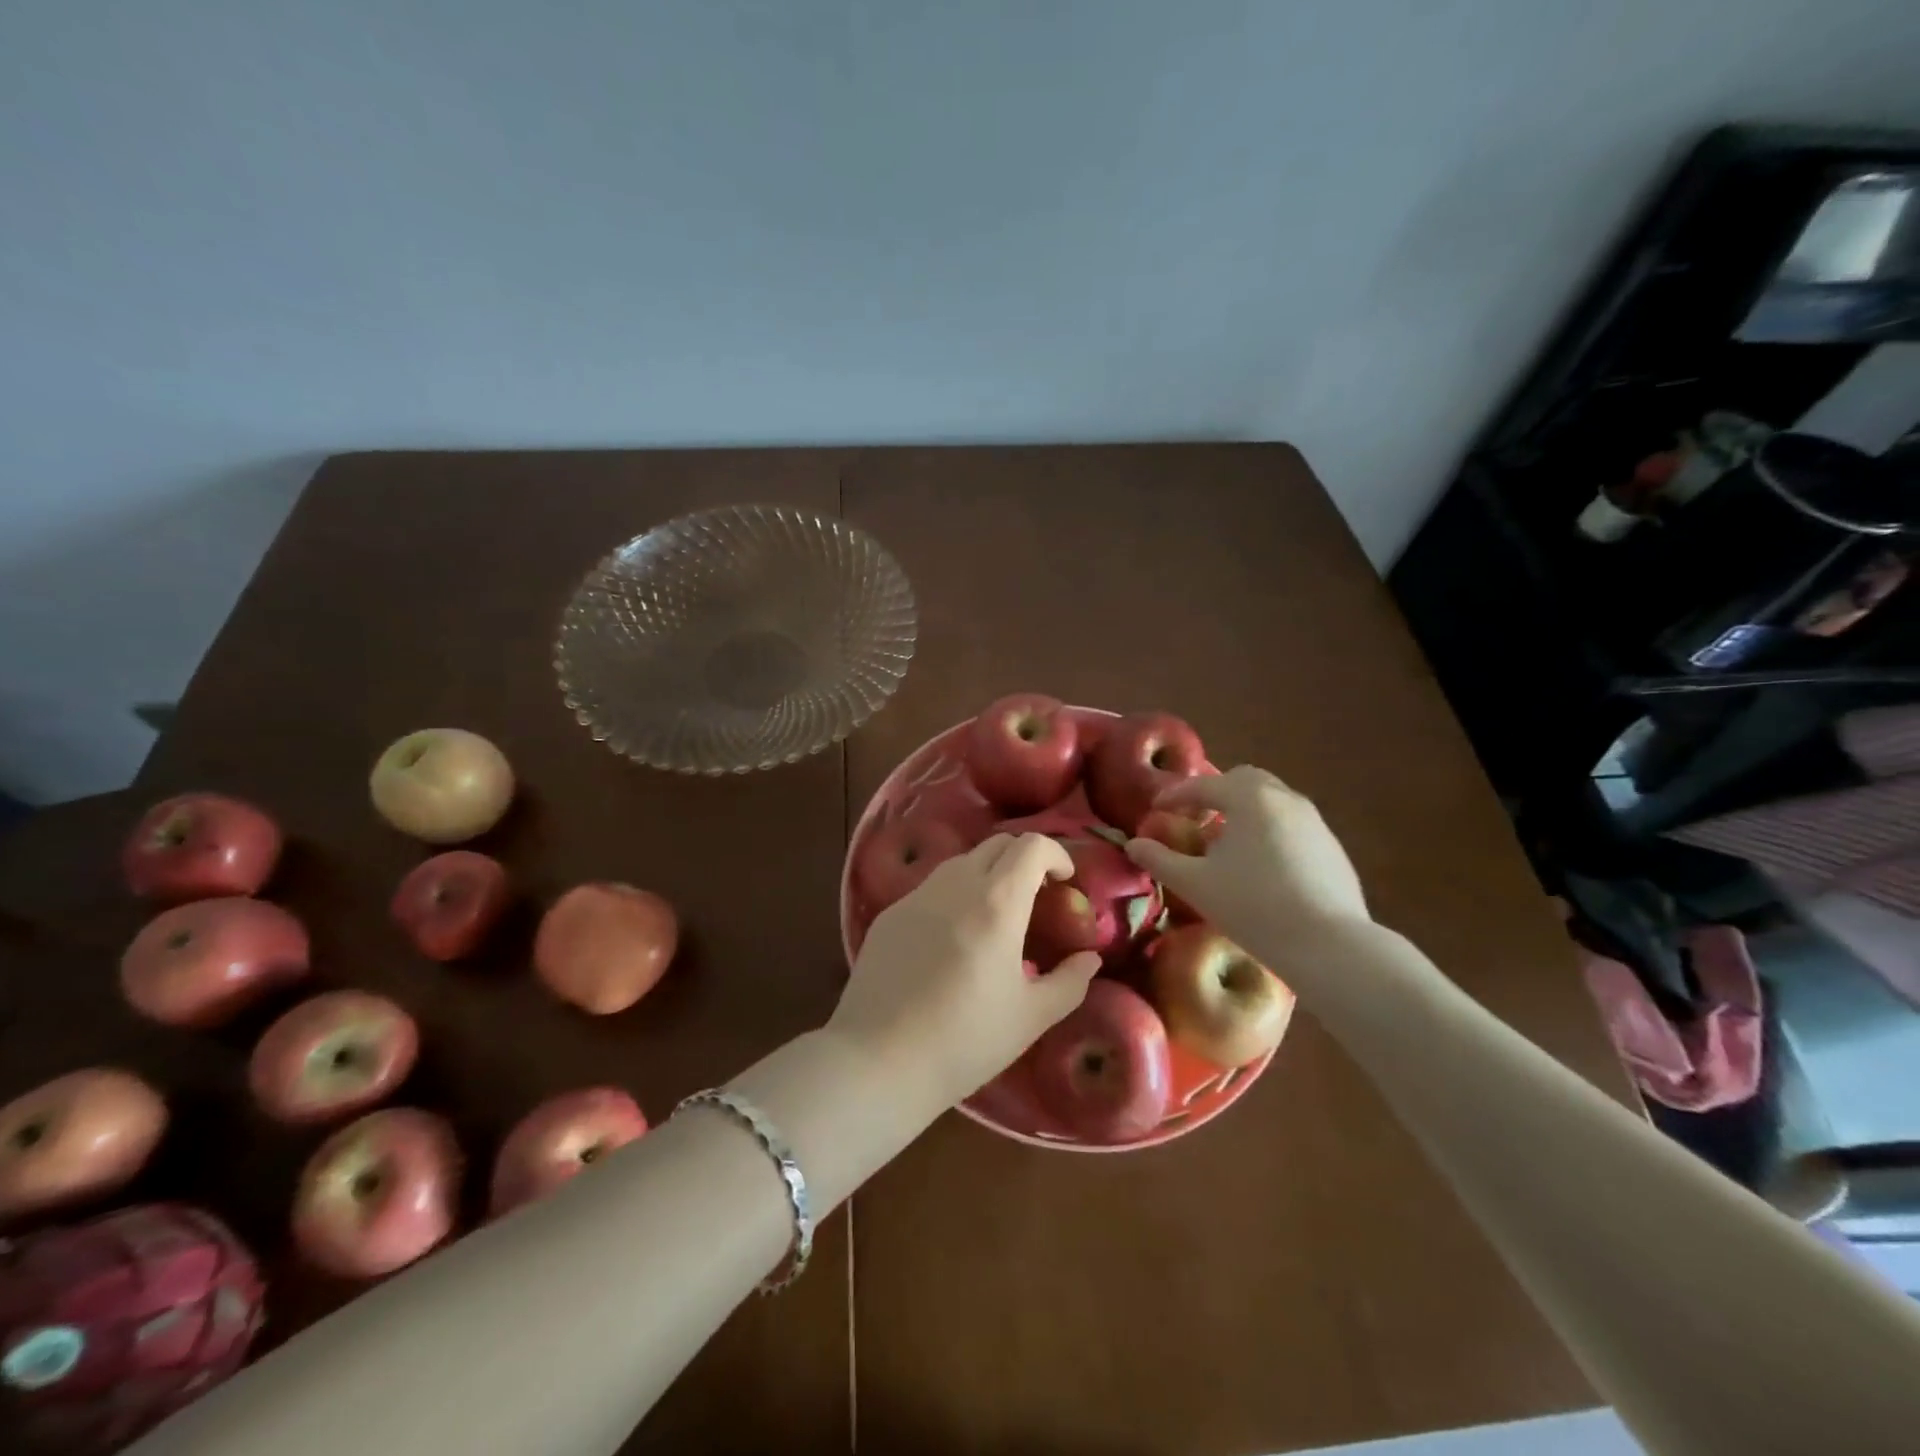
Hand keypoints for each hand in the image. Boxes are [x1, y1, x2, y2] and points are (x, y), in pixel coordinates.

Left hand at [829, 834, 1099, 1109]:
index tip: (1065, 882)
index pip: (1031, 846)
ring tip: (995, 917)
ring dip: (988, 873)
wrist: (879, 1060)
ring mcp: (917, 895)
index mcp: (996, 903)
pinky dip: (955, 894)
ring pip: (962, 861)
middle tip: (1036, 896)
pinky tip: (953, 939)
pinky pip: (932, 887)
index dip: (1056, 854)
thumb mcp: (1031, 1017)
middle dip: (1024, 860)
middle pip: (997, 844)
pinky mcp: (890, 913)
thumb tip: (1090, 959)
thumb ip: (1069, 982)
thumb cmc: (965, 1041)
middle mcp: (955, 885)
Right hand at [1125, 766, 1370, 967]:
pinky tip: (1261, 866)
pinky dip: (1269, 831)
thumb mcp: (1195, 884)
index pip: (1203, 785)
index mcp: (1249, 798)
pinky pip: (1292, 825)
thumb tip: (1134, 845)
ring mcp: (1315, 822)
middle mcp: (1285, 798)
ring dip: (1245, 812)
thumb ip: (1160, 860)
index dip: (1175, 795)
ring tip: (1227, 844)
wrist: (1329, 945)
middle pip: (1244, 781)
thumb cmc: (1252, 907)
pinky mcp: (1333, 848)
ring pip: (1272, 801)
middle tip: (1196, 818)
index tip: (1156, 809)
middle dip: (1216, 793)